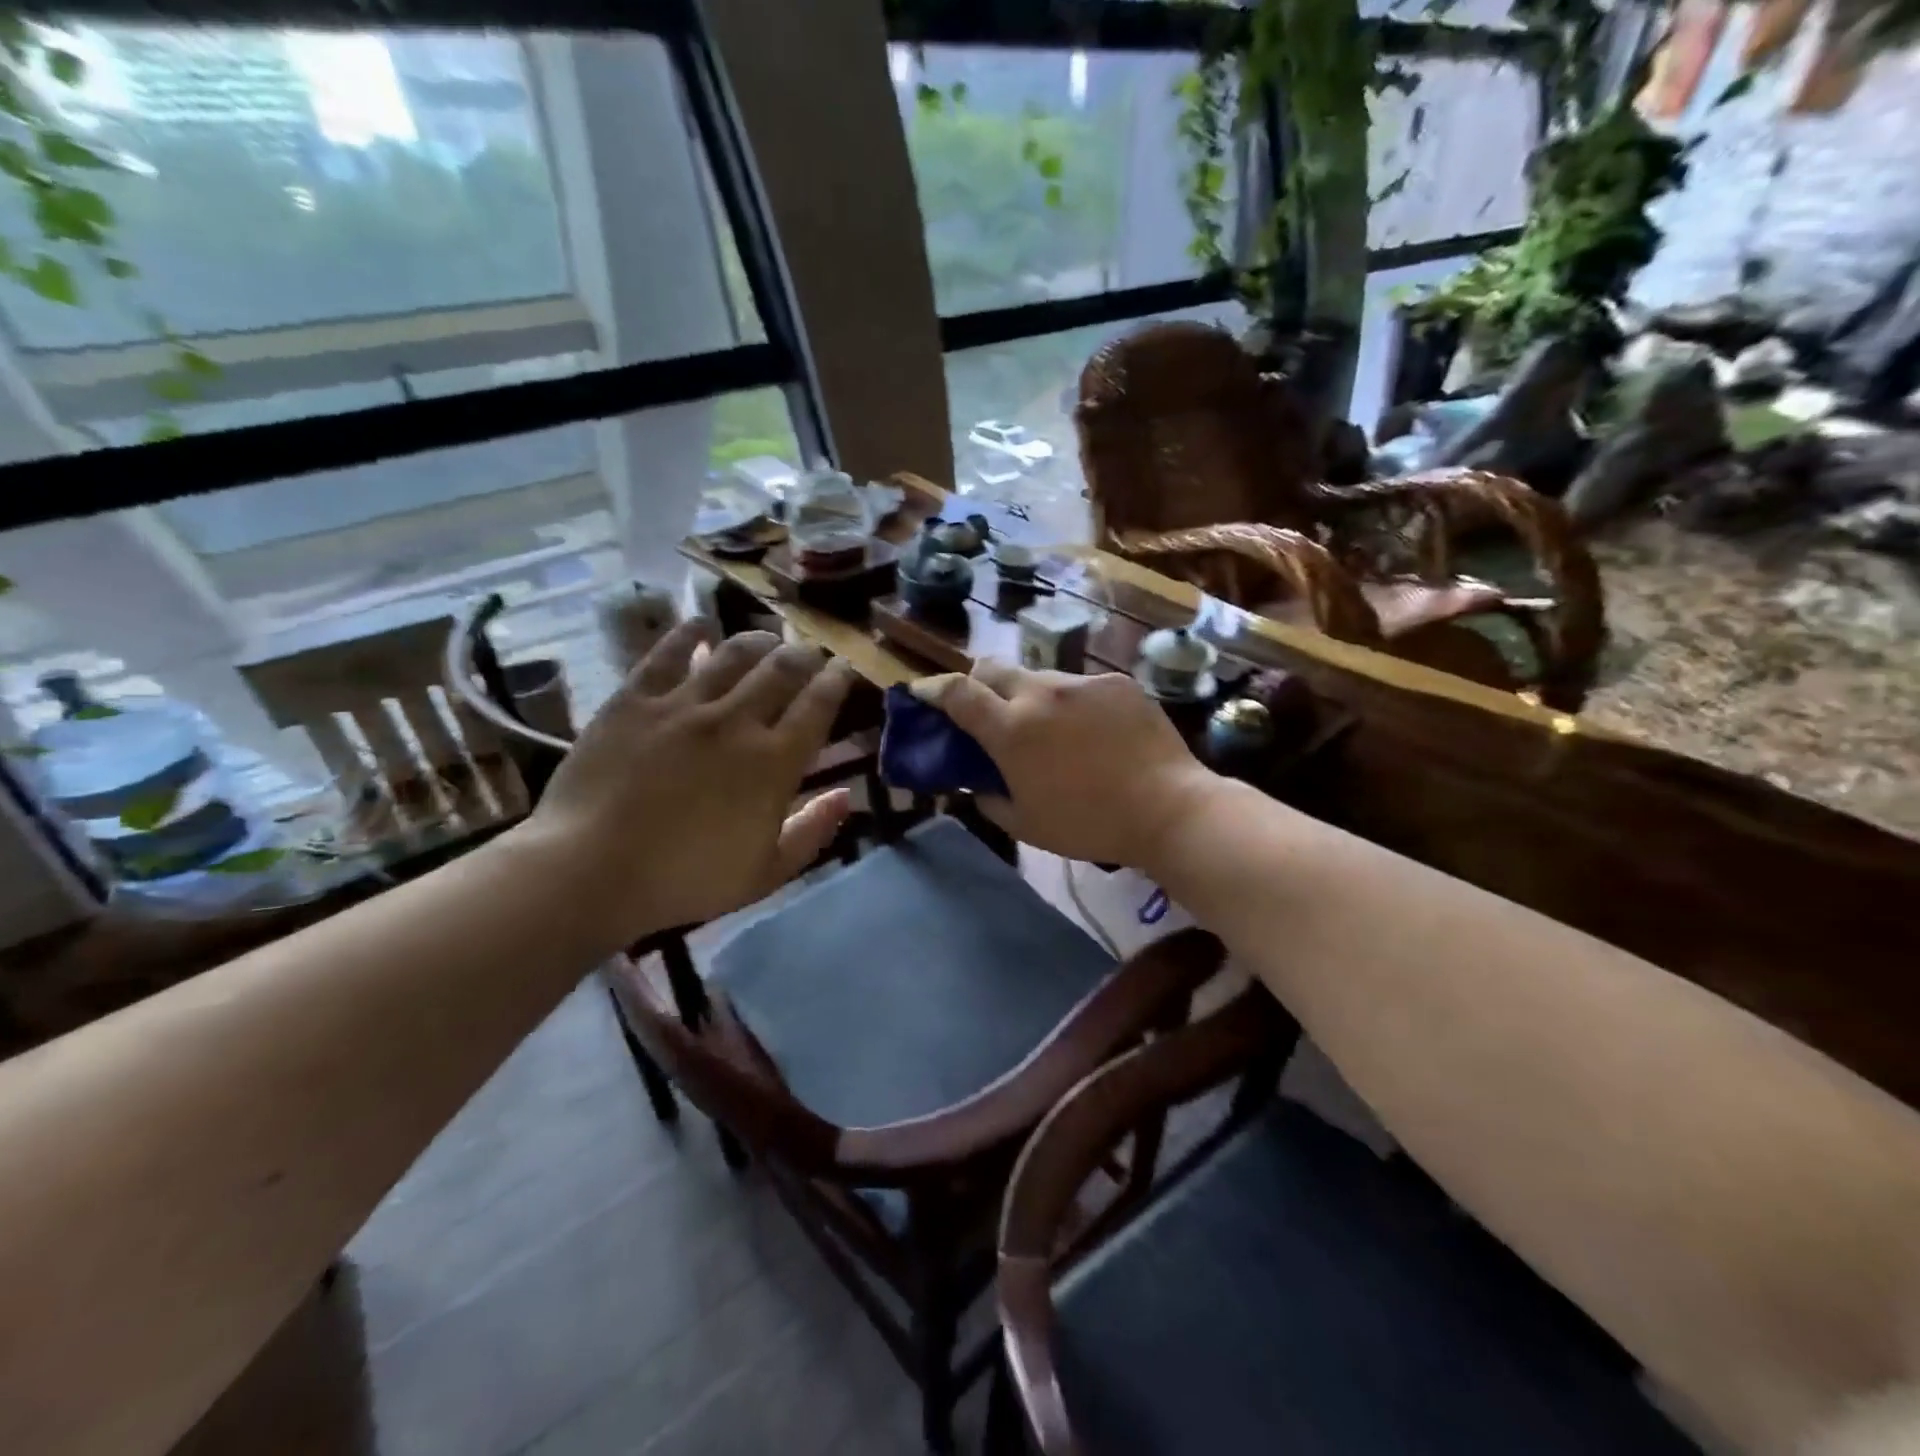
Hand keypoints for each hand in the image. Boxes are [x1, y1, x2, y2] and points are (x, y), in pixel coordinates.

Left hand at [511, 624, 855, 947]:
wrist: (590, 871)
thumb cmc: (684, 879)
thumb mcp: (765, 873)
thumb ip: (812, 832)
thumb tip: (846, 796)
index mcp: (773, 762)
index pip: (818, 705)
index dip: (837, 680)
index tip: (844, 669)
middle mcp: (736, 721)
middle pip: (782, 668)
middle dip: (804, 654)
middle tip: (808, 653)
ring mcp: (683, 704)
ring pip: (733, 653)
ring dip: (758, 641)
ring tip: (765, 640)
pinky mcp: (635, 699)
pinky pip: (668, 653)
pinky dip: (690, 633)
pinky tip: (701, 625)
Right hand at [913, 662, 1215, 869]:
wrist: (1169, 808)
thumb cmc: (1089, 824)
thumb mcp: (1025, 824)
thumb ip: (989, 797)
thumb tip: (979, 780)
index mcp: (1011, 729)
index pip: (957, 692)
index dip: (932, 689)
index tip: (922, 694)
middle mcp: (1040, 693)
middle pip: (992, 668)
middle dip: (978, 685)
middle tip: (987, 713)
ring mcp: (1081, 682)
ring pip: (1039, 677)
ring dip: (1029, 698)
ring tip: (1053, 732)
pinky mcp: (1116, 682)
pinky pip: (1079, 686)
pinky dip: (1072, 705)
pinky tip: (1094, 734)